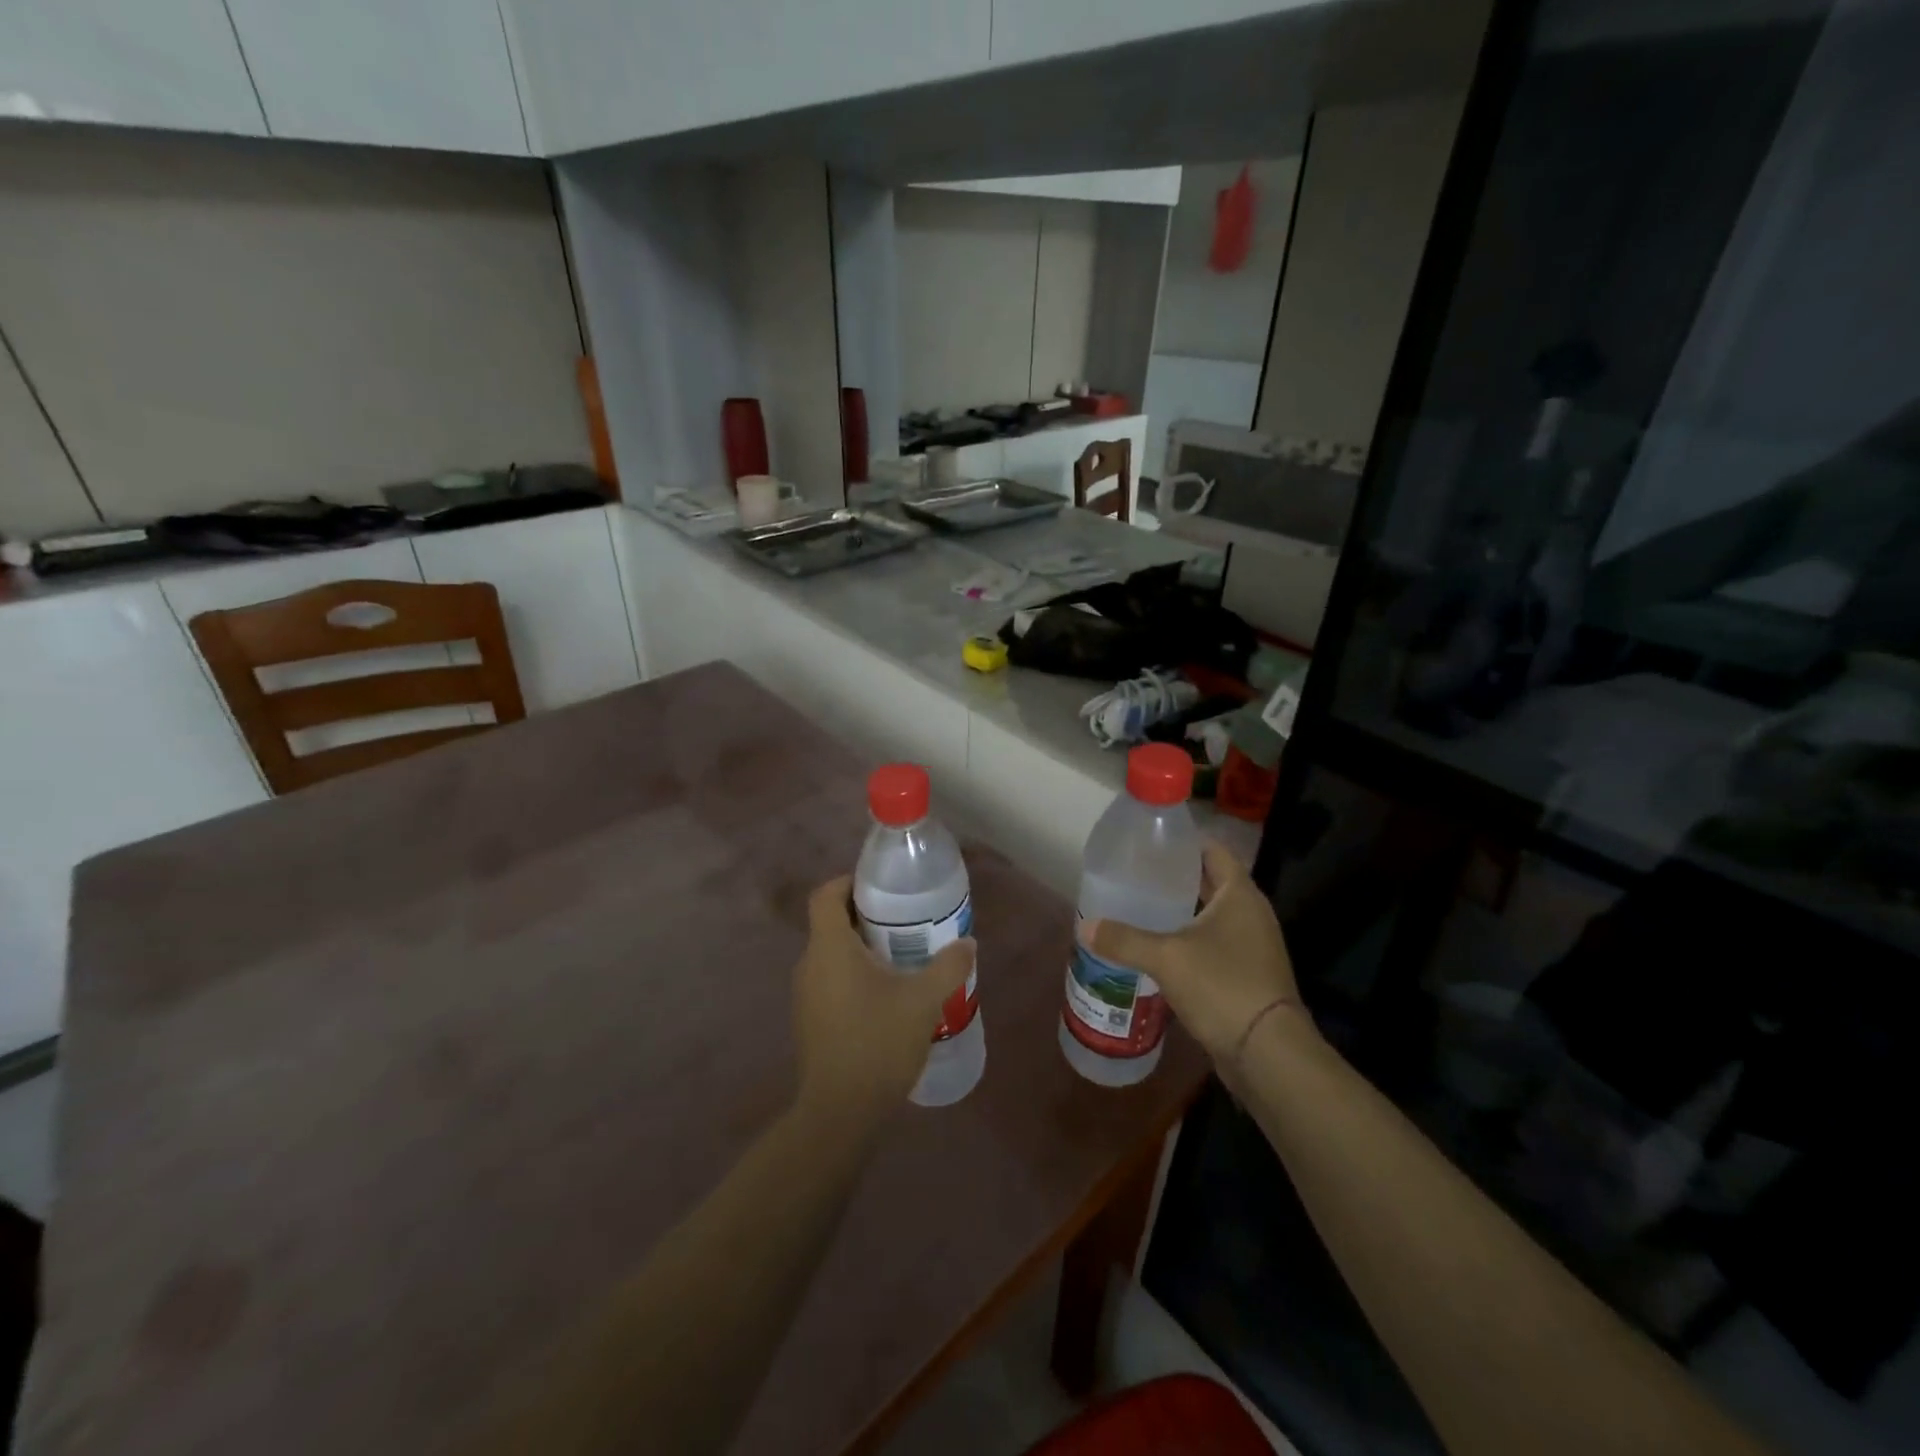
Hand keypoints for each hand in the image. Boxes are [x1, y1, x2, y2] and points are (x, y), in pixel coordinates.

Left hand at [793, 876, 974, 1119]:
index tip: (881, 888)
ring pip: (832, 955)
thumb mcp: (923, 1000)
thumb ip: (948, 966)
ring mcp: (805, 996)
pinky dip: (854, 977)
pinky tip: (887, 999)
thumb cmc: (878, 1043)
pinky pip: (830, 982)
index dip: (849, 882)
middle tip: (905, 923)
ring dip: (862, 950)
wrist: (840, 1114)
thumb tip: (968, 943)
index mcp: (830, 948)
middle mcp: (810, 964)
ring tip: (902, 960)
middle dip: (866, 917)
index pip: (825, 895)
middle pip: (831, 923)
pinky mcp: (810, 1021)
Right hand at [1080, 842, 1305, 1066]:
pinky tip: (1159, 949)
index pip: (1213, 851)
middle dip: (1176, 878)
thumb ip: (1124, 939)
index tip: (1151, 841)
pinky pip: (1214, 945)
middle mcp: (1250, 913)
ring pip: (1211, 916)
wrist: (1268, 1052)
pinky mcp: (1248, 975)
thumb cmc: (1222, 986)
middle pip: (1210, 883)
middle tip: (1136, 874)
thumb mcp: (1166, 958)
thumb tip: (1084, 927)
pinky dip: (1189, 941)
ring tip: (1141, 908)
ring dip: (1182, 912)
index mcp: (1239, 894)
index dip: (1184, 842)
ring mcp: (1252, 946)